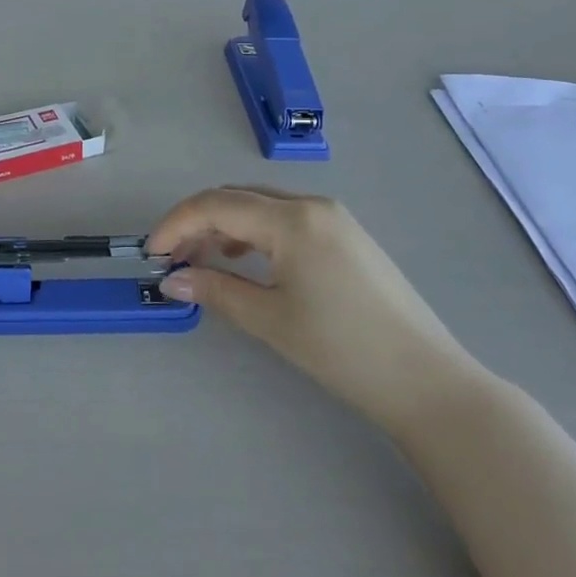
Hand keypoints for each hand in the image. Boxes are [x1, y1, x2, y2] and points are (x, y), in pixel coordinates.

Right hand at [150, 187, 480, 428]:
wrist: (425, 379)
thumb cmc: (342, 349)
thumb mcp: (270, 320)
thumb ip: (216, 290)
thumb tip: (171, 279)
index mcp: (292, 218)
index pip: (217, 204)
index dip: (177, 223)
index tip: (150, 252)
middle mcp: (312, 204)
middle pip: (238, 197)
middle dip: (198, 222)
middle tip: (171, 258)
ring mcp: (333, 216)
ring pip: (262, 206)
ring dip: (226, 226)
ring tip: (203, 260)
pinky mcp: (346, 234)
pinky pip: (287, 218)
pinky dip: (256, 232)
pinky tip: (246, 259)